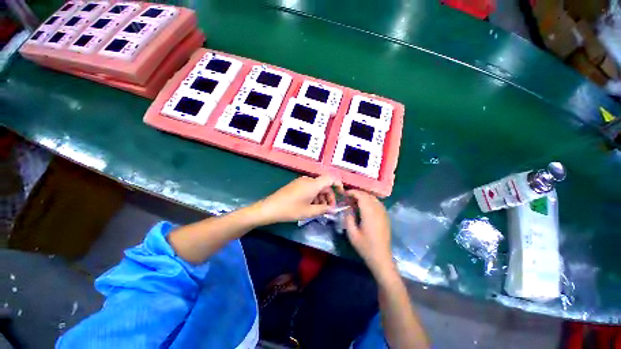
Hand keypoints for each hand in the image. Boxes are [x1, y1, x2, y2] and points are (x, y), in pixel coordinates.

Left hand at [252, 175, 342, 224]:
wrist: (270, 208)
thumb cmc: (291, 210)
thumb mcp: (309, 212)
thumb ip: (323, 209)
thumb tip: (333, 209)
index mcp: (313, 184)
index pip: (331, 178)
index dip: (338, 185)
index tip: (341, 195)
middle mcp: (308, 180)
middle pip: (324, 184)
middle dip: (329, 196)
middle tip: (329, 209)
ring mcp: (301, 182)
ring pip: (317, 187)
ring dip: (321, 197)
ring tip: (319, 210)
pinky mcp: (296, 185)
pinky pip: (309, 188)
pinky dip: (314, 196)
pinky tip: (311, 206)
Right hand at [344, 190, 394, 276]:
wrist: (381, 257)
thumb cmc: (365, 246)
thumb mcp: (352, 233)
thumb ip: (348, 218)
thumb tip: (348, 208)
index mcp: (369, 213)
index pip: (362, 196)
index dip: (353, 192)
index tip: (345, 193)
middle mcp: (378, 210)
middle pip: (368, 195)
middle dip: (358, 193)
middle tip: (348, 197)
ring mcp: (383, 213)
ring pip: (374, 198)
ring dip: (364, 196)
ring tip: (355, 200)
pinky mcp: (386, 217)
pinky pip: (378, 203)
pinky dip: (370, 201)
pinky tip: (365, 206)